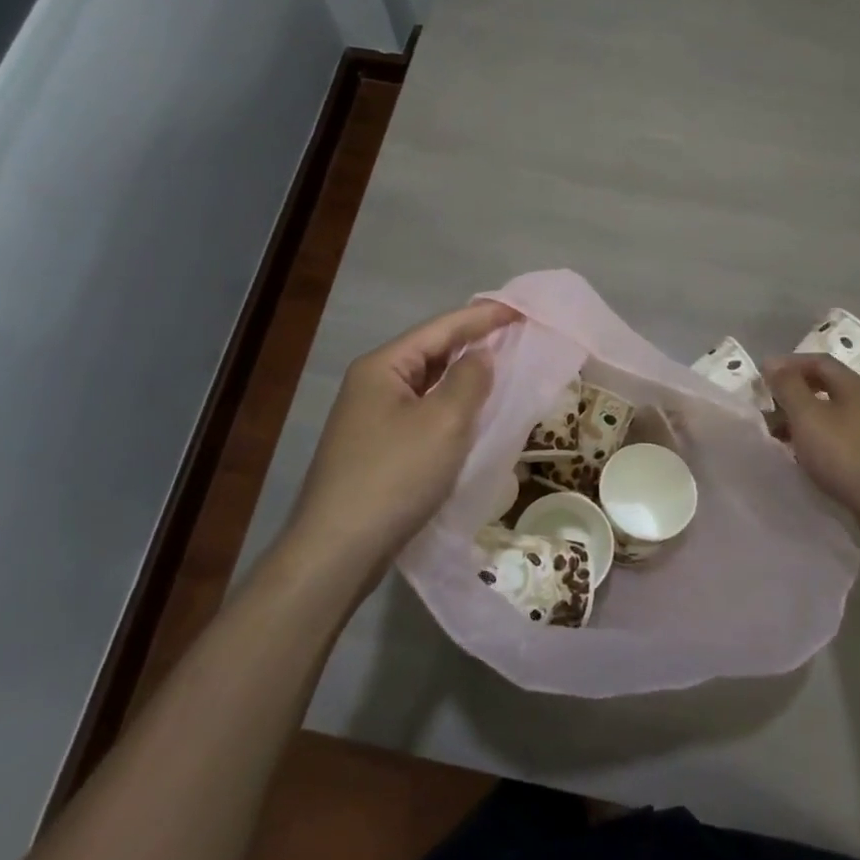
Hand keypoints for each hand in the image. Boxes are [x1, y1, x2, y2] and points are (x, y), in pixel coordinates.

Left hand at [289, 300, 519, 565]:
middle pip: (431, 353)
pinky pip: (422, 415)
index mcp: (382, 367)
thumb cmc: (395, 476)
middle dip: (473, 344)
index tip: (520, 309)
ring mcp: (371, 419)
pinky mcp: (377, 450)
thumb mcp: (443, 422)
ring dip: (463, 378)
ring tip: (503, 370)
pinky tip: (472, 416)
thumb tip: (480, 355)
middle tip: (517, 336)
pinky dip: (450, 408)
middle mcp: (372, 385)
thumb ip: (469, 380)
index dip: (483, 317)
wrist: (338, 550)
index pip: (440, 328)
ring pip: (427, 386)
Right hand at [764, 354, 859, 534]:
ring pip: (829, 412)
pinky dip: (815, 436)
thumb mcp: (808, 416)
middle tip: (768, 405)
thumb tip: (772, 363)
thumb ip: (788, 386)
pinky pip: (837, 434)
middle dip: (793, 392)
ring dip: (801, 417)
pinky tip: (802, 453)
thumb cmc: (844, 454)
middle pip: (824, 385)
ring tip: (778, 433)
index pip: (818, 361)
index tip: (763, 376)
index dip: (788, 364)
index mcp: (853, 385)